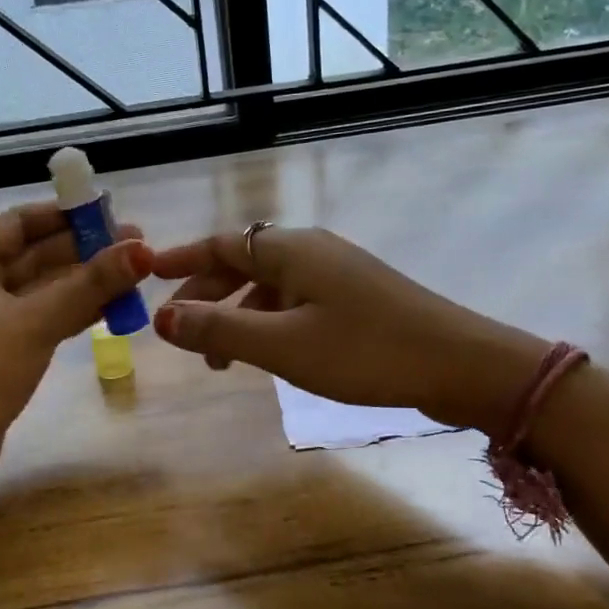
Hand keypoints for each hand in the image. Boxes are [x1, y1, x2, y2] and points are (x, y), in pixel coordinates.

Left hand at [0, 202, 150, 488]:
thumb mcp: (35, 324)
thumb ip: (89, 285)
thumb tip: (142, 250)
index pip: (17, 223)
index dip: (62, 214)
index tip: (107, 210)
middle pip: (33, 255)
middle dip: (83, 250)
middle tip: (136, 246)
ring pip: (41, 289)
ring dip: (83, 282)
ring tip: (133, 273)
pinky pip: (41, 318)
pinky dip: (72, 312)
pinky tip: (111, 307)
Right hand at [150, 226, 544, 433]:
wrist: (459, 364)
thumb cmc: (365, 351)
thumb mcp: (282, 345)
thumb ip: (219, 330)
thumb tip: (161, 317)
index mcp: (291, 249)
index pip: (221, 243)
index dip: (181, 260)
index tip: (149, 277)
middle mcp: (312, 250)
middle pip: (244, 262)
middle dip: (208, 294)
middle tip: (183, 333)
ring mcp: (339, 273)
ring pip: (271, 286)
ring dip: (239, 315)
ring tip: (223, 360)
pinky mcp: (357, 298)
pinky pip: (296, 302)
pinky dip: (270, 323)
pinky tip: (271, 354)